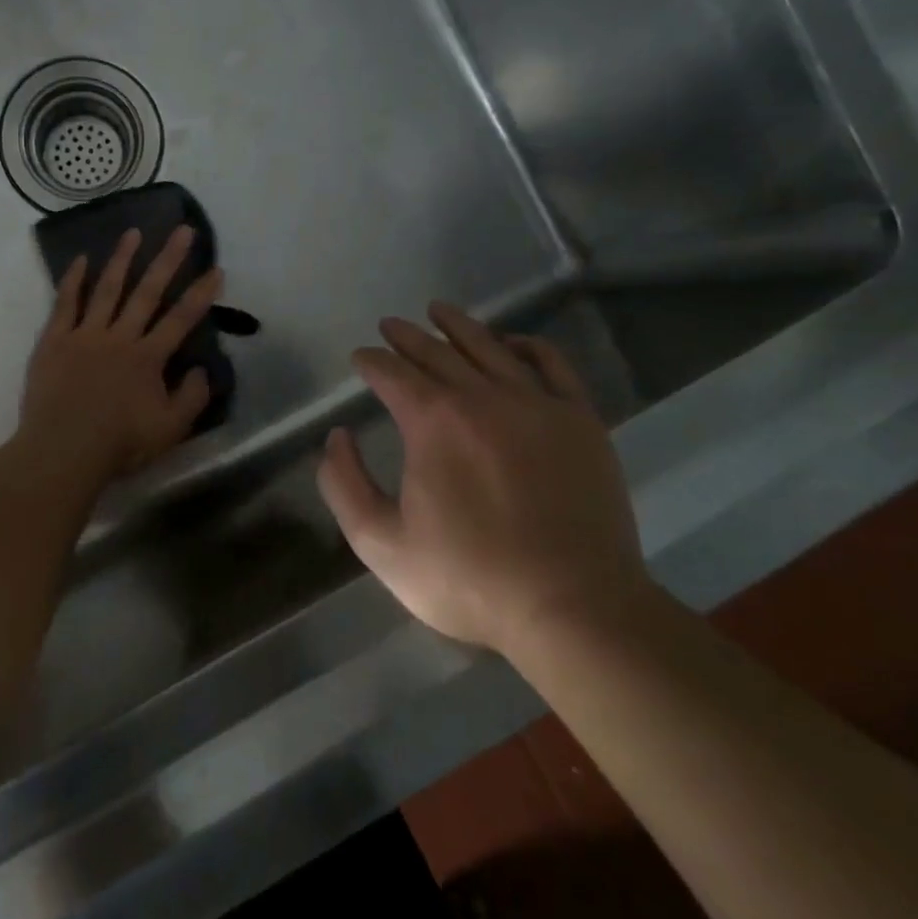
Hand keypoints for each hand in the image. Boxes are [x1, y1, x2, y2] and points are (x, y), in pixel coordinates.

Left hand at [17, 226, 223, 483]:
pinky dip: (73, 280)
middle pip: (147, 292)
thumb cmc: (119, 443)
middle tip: (182, 230)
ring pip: (107, 289)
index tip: (215, 269)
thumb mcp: (170, 430)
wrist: (63, 450)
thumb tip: (202, 369)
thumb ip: (192, 397)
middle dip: (167, 260)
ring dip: (122, 259)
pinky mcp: (54, 340)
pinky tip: (81, 259)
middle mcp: (119, 337)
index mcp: (148, 357)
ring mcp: (85, 335)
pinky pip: (65, 303)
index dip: (200, 294)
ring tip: (134, 232)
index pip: (181, 319)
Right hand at [317, 302, 647, 655]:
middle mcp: (482, 397)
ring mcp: (537, 404)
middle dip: (406, 337)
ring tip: (439, 311)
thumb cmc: (469, 578)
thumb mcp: (380, 544)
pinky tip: (511, 342)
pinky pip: (551, 365)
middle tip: (390, 326)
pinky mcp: (580, 421)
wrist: (573, 607)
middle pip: (437, 351)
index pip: (392, 373)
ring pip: (490, 347)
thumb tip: (337, 437)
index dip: (370, 361)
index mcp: (432, 421)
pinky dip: (527, 346)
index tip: (360, 358)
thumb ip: (344, 485)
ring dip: (458, 326)